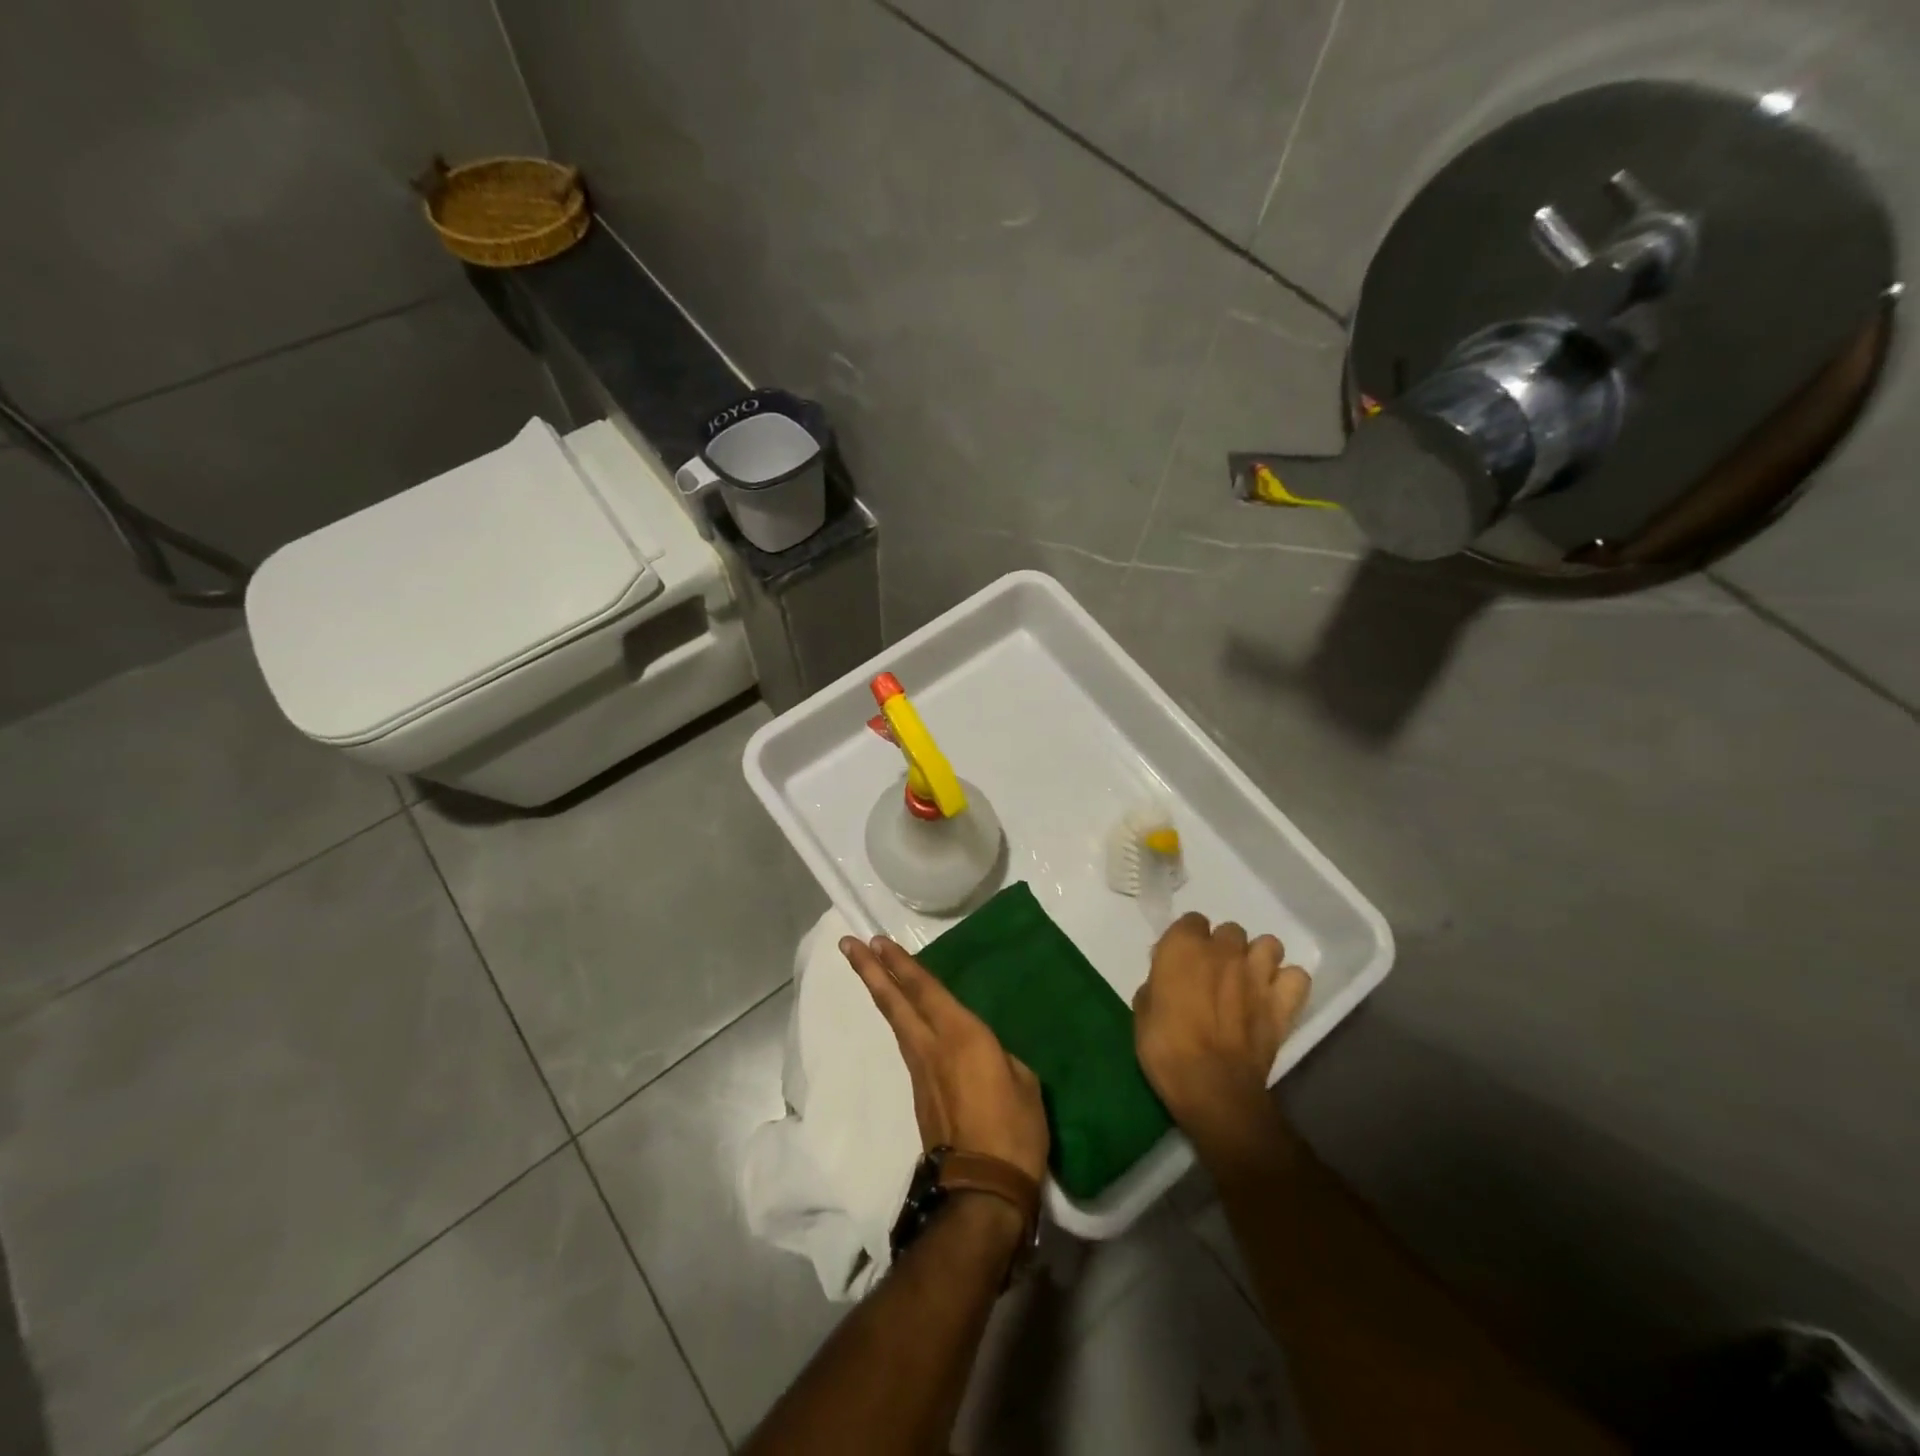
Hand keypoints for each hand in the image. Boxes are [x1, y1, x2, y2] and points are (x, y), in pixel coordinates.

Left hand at [842, 935, 1050, 1184]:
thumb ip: (998, 1056)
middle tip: (849, 944)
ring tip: (871, 971)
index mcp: (961, 1034)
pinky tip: (904, 1017)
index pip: (925, 989)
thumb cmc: (1013, 1130)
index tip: (877, 941)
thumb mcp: (1023, 1081)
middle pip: (894, 1001)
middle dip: (871, 970)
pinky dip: (900, 1021)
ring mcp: (921, 1071)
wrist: (982, 1190)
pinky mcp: (919, 1094)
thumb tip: (985, 1054)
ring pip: (896, 1022)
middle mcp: (932, 1046)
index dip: (901, 963)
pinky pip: (907, 1044)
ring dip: (881, 992)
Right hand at [1132, 914, 1310, 1136]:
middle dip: (1223, 948)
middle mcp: (1223, 950)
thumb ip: (1157, 982)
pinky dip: (1287, 984)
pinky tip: (1274, 998)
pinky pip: (1297, 977)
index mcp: (1183, 946)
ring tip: (1247, 981)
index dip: (1186, 940)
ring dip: (1258, 958)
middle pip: (1230, 931)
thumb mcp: (1143, 1010)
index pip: (1190, 921)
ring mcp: (1258, 974)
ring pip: (1268, 944)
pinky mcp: (1283, 1002)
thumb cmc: (1165, 1047)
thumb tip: (1168, 979)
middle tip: (1213, 975)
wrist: (1211, 1086)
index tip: (1181, 962)